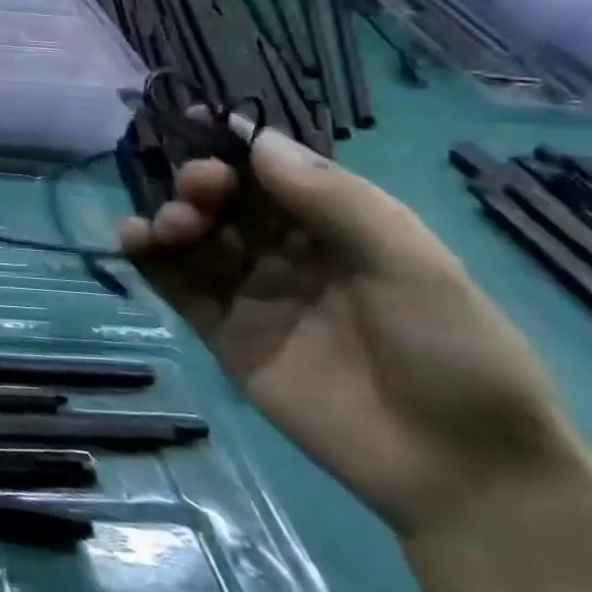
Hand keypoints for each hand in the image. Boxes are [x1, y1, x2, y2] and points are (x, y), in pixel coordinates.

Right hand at [116, 123, 579, 538]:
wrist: (458, 471)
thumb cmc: (454, 353)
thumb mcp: (412, 265)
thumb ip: (335, 201)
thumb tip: (257, 143)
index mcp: (339, 226)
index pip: (275, 172)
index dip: (236, 144)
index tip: (194, 120)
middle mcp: (288, 252)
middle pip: (227, 202)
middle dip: (202, 183)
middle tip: (197, 189)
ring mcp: (251, 292)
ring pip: (194, 239)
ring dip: (171, 217)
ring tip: (170, 225)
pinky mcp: (222, 332)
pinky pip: (176, 286)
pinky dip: (148, 258)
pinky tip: (132, 239)